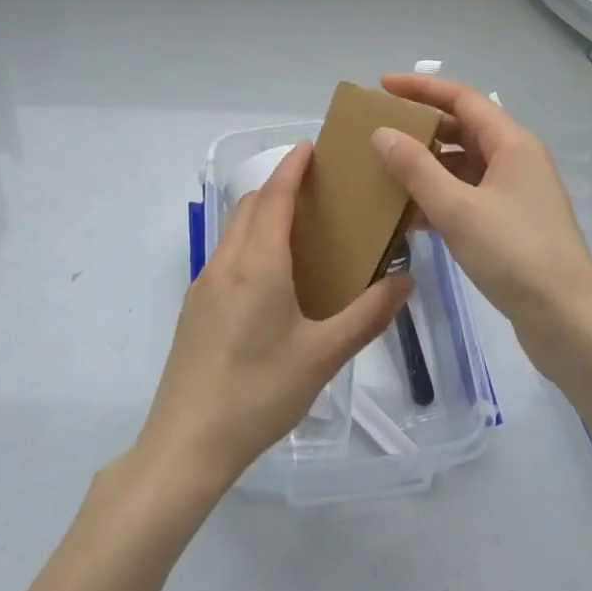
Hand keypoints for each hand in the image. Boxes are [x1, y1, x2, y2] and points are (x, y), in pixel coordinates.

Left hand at [137, 143, 412, 491]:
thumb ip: (368, 315)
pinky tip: (271, 279)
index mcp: (258, 264)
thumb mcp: (323, 356)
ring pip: (234, 230)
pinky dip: (249, 243)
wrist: (186, 443)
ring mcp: (203, 285)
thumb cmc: (260, 393)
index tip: (311, 147)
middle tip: (316, 191)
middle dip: (279, 187)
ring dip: (262, 215)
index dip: (292, 167)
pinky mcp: (193, 308)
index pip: (274, 196)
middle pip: (250, 206)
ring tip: (298, 231)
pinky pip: (225, 257)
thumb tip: (405, 281)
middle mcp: (226, 263)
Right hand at [375, 74, 591, 370]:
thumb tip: (381, 133)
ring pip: (464, 165)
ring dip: (427, 165)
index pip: (463, 98)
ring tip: (385, 170)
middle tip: (379, 129)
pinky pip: (468, 195)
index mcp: (512, 143)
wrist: (567, 321)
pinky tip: (409, 214)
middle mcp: (517, 160)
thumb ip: (416, 169)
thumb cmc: (515, 255)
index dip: (422, 88)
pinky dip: (439, 197)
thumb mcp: (458, 209)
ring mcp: (515, 193)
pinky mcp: (511, 223)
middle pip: (463, 128)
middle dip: (422, 126)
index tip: (382, 86)